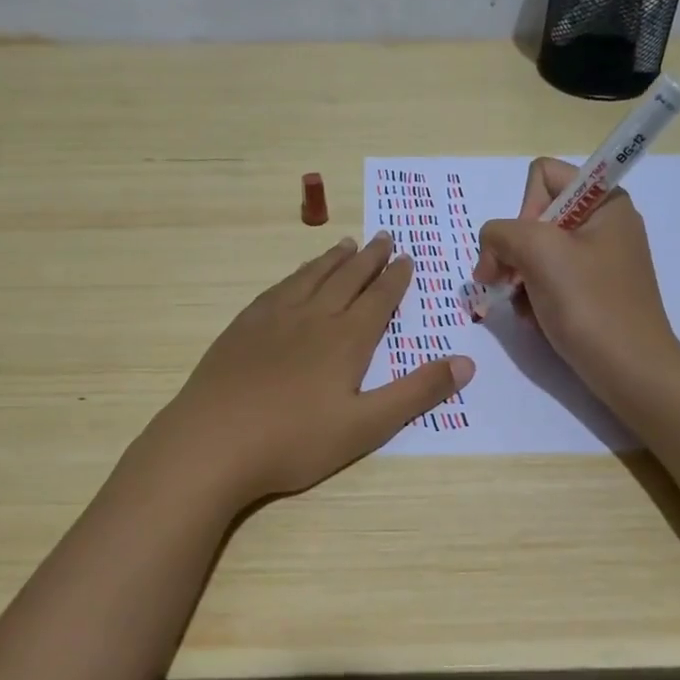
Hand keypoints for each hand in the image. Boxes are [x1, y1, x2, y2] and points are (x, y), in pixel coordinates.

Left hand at [152, 234, 473, 504]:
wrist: (213, 442)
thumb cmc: (295, 441)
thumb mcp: (367, 426)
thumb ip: (416, 392)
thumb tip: (467, 362)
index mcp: (346, 339)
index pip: (378, 298)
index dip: (395, 278)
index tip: (406, 257)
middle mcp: (313, 317)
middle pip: (347, 278)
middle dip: (370, 258)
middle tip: (385, 236)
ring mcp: (273, 319)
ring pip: (311, 277)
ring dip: (333, 259)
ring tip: (347, 244)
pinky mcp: (242, 328)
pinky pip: (278, 289)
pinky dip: (296, 275)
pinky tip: (295, 277)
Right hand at [472, 157, 679, 393]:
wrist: (631, 372)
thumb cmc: (590, 305)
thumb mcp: (538, 252)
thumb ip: (501, 233)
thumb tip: (490, 252)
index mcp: (605, 201)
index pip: (542, 176)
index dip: (524, 209)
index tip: (527, 249)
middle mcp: (604, 224)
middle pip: (535, 218)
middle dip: (515, 253)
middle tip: (507, 284)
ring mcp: (600, 261)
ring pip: (536, 254)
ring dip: (521, 282)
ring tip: (527, 310)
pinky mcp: (593, 293)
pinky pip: (549, 282)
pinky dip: (535, 300)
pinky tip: (538, 322)